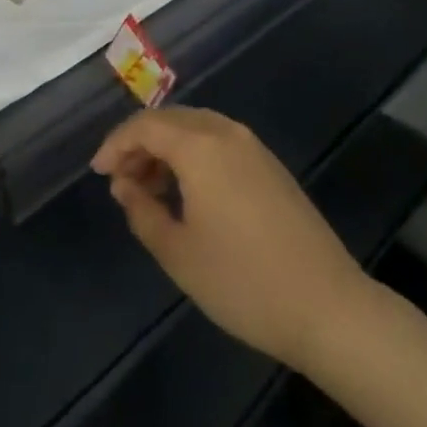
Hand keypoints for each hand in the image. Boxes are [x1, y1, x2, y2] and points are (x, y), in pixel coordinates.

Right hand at [92, 107, 365, 372]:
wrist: (329, 306)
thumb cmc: (243, 282)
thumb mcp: (179, 254)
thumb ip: (142, 212)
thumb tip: (124, 185)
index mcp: (199, 145)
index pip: (144, 126)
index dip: (115, 144)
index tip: (98, 173)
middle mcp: (224, 131)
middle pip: (170, 120)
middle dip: (140, 144)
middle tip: (121, 182)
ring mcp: (252, 146)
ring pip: (195, 128)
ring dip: (167, 149)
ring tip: (151, 190)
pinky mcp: (270, 165)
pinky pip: (218, 142)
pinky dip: (193, 155)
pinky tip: (189, 193)